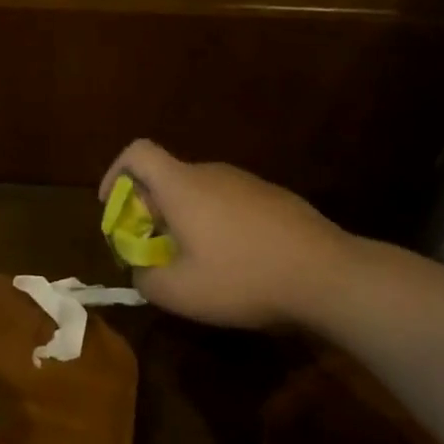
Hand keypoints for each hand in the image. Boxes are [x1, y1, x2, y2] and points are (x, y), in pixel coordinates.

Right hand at [101, 139, 352, 331]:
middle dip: (150, 211)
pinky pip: (229, 203)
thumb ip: (144, 277)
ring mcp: (247, 182)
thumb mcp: (179, 292)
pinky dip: (217, 225)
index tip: (115, 208)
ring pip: (199, 193)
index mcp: (182, 185)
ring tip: (196, 264)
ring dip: (185, 220)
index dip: (116, 173)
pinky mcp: (274, 197)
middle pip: (166, 177)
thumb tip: (140, 267)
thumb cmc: (243, 278)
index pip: (137, 152)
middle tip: (154, 251)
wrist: (328, 276)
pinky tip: (237, 263)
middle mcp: (211, 173)